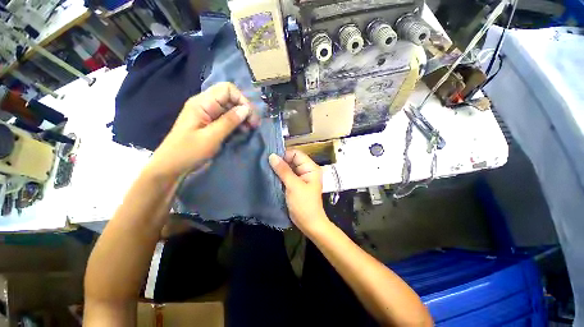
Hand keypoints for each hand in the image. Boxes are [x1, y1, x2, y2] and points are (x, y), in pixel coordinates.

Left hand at [148, 82, 260, 177]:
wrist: (172, 166)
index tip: (250, 116)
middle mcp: (206, 105)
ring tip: (250, 129)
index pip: (227, 89)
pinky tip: (242, 132)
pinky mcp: (211, 124)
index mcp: (202, 103)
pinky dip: (237, 124)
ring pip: (231, 109)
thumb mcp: (211, 137)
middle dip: (245, 109)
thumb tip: (246, 109)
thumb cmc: (189, 152)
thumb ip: (229, 121)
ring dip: (242, 117)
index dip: (242, 100)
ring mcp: (208, 114)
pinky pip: (228, 119)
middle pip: (231, 98)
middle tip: (254, 125)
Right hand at [269, 150, 329, 235]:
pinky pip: (286, 175)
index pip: (296, 154)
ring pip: (288, 168)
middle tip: (266, 163)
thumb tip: (272, 156)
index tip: (271, 158)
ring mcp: (301, 177)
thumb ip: (283, 170)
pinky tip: (270, 175)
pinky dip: (279, 175)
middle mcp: (306, 170)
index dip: (284, 154)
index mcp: (311, 168)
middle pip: (292, 160)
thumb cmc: (304, 204)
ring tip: (266, 168)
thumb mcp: (293, 186)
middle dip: (280, 161)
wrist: (309, 223)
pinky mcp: (295, 184)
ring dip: (278, 168)